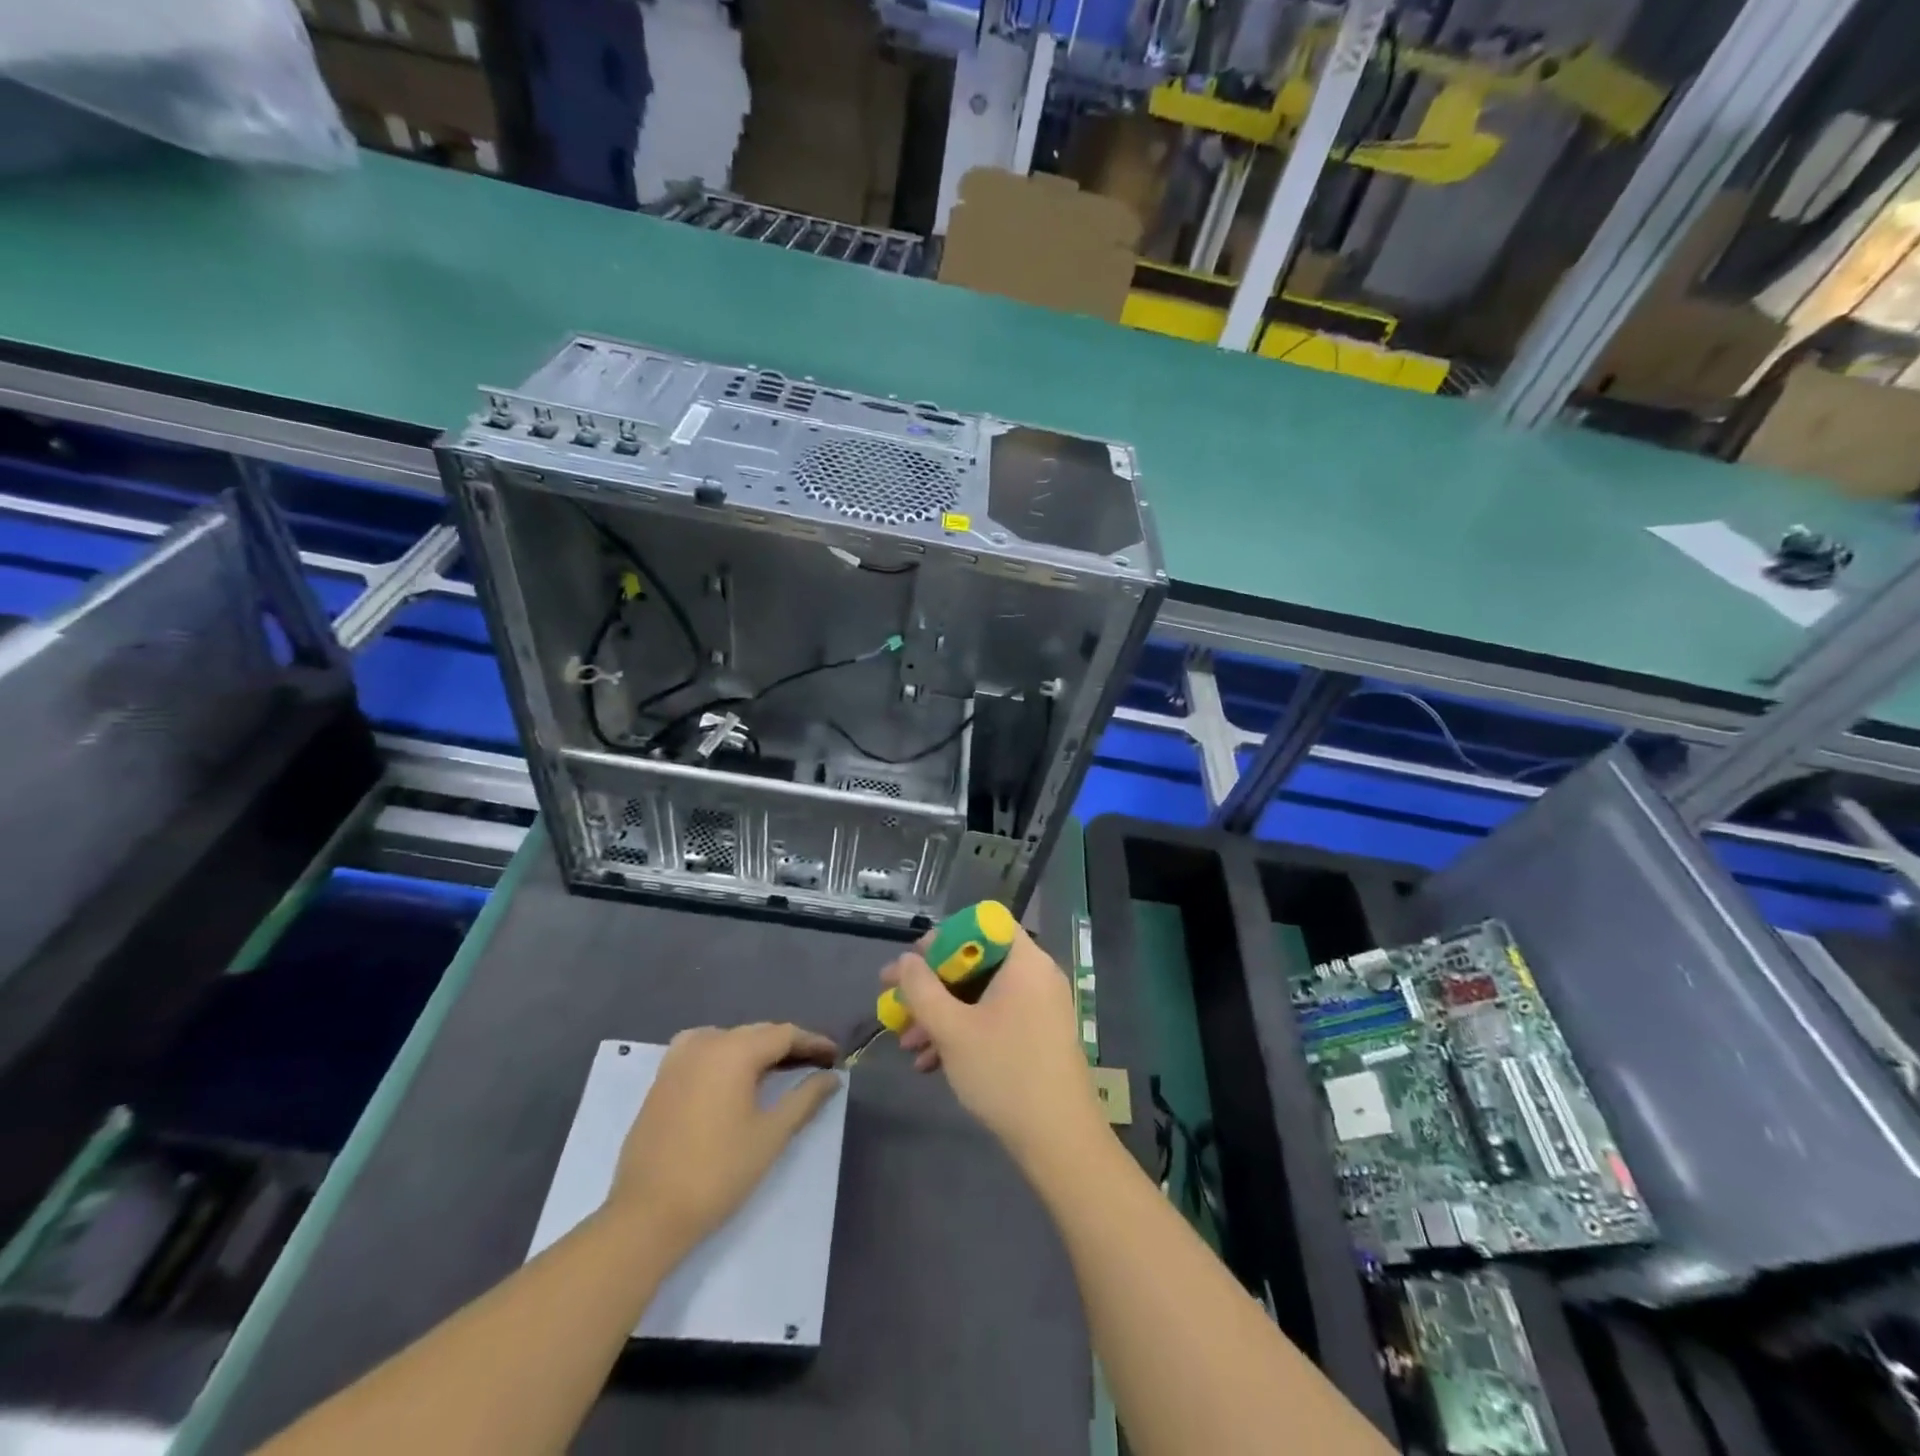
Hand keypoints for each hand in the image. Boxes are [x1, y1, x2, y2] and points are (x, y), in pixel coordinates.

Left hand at [606, 1023, 841, 1256]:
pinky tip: (730, 1074)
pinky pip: (702, 1049)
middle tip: (814, 1064)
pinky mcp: (661, 1078)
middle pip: (757, 1033)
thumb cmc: (718, 1172)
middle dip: (787, 1045)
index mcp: (735, 1051)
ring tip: (777, 1069)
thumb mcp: (771, 1135)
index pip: (784, 1034)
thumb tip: (831, 1077)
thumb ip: (805, 1098)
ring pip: (729, 1039)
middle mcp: (706, 1043)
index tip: (835, 1055)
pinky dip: (724, 1054)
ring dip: (756, 1049)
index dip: (813, 1042)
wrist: (647, 1214)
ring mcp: (678, 1059)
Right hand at [882, 925, 1103, 1167]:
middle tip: (897, 1002)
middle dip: (933, 985)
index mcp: (1024, 961)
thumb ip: (922, 989)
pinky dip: (964, 1031)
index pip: (983, 924)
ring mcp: (1040, 1007)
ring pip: (981, 995)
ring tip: (907, 1043)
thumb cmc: (1004, 1072)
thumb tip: (906, 960)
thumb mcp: (952, 1029)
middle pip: (978, 961)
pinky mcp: (1038, 1036)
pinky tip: (931, 1063)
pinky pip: (995, 1018)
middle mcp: (1036, 976)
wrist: (1059, 1140)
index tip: (914, 961)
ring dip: (942, 1014)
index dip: (945, 937)